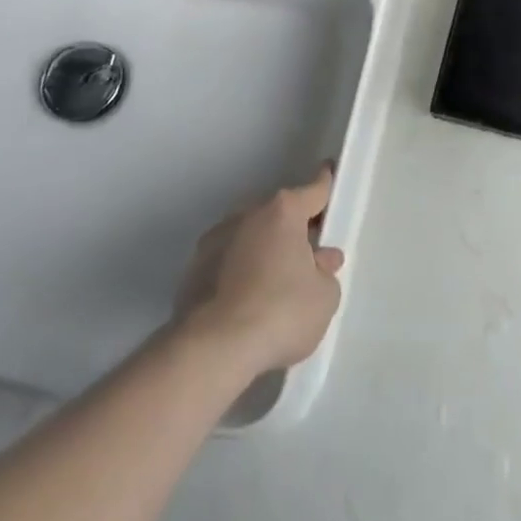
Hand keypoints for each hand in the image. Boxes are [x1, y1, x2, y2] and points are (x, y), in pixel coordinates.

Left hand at [173, 164, 345, 374]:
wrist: (211, 349)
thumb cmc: (279, 313)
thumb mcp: (324, 297)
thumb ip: (325, 272)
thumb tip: (319, 260)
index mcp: (283, 212)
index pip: (313, 190)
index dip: (325, 183)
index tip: (329, 172)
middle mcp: (246, 215)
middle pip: (278, 214)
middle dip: (293, 229)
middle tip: (309, 253)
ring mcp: (215, 240)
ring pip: (249, 237)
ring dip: (264, 250)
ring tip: (275, 284)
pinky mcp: (192, 270)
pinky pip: (227, 262)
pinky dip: (239, 273)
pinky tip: (247, 301)